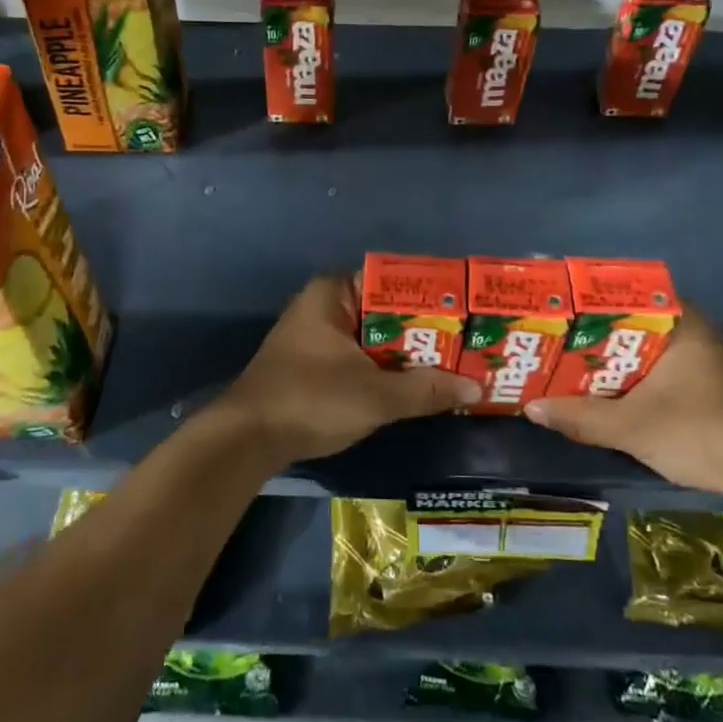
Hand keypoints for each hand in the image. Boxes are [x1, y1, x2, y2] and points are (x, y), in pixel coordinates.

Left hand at [215, 274, 480, 464]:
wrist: (247, 439)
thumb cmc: (311, 400)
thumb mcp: (376, 396)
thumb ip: (426, 389)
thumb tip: (476, 387)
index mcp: (334, 292)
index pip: (394, 282)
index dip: (433, 300)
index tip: (468, 315)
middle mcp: (325, 304)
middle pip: (387, 312)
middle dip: (426, 333)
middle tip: (470, 345)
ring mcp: (318, 335)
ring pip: (376, 338)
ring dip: (408, 355)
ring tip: (455, 366)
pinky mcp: (315, 363)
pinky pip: (361, 356)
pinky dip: (387, 369)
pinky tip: (418, 386)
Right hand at [524, 306, 722, 495]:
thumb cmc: (694, 430)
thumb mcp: (628, 425)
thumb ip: (579, 416)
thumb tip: (531, 408)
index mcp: (681, 323)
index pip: (630, 293)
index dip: (593, 299)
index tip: (564, 306)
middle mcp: (696, 332)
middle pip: (635, 321)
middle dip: (598, 330)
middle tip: (559, 336)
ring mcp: (706, 359)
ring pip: (648, 346)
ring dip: (616, 355)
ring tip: (573, 360)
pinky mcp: (709, 386)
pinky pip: (660, 366)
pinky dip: (634, 374)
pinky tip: (607, 388)